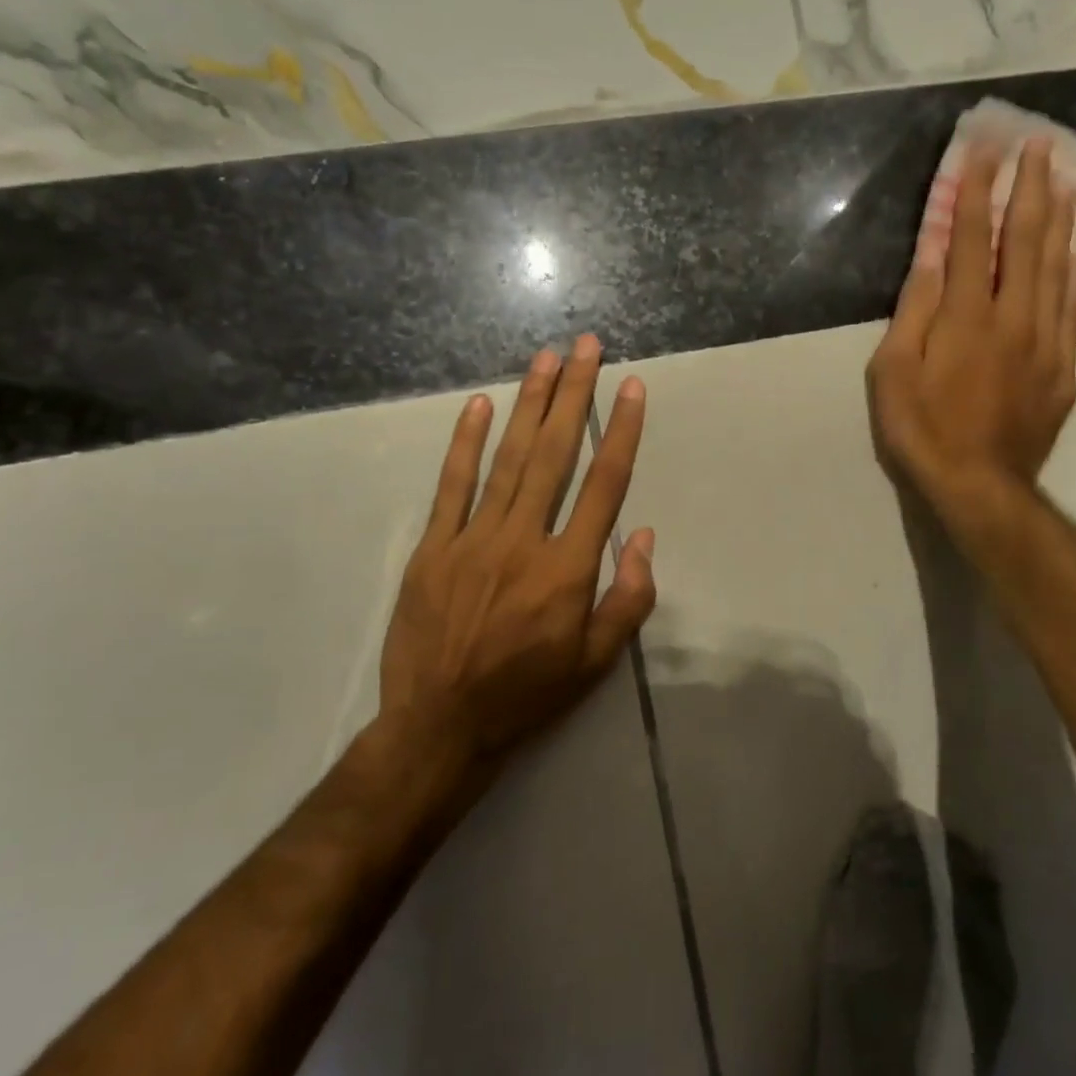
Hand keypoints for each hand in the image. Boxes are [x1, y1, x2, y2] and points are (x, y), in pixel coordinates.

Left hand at [367, 335, 656, 777]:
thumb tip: (643, 537)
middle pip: (556, 455)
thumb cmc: (528, 696)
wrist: (439, 729)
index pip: (605, 486)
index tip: (632, 387)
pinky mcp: (433, 548)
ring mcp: (473, 540)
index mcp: (568, 570)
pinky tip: (481, 405)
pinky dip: (466, 443)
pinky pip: (452, 486)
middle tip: (587, 346)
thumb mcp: (595, 664)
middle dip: (575, 395)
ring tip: (546, 358)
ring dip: (530, 404)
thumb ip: (627, 600)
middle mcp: (524, 541)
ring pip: (509, 459)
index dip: (622, 432)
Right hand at [867, 138, 1075, 540]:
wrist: (979, 485)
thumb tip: (930, 256)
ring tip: (1064, 178)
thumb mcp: (894, 372)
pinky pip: (1073, 307)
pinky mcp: (1063, 367)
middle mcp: (1013, 317)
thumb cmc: (922, 429)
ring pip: (1057, 266)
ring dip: (1060, 218)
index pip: (973, 238)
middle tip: (1038, 144)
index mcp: (966, 316)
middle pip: (1026, 240)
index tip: (983, 149)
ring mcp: (1045, 341)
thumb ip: (914, 310)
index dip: (977, 191)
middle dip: (1030, 187)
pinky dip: (1075, 270)